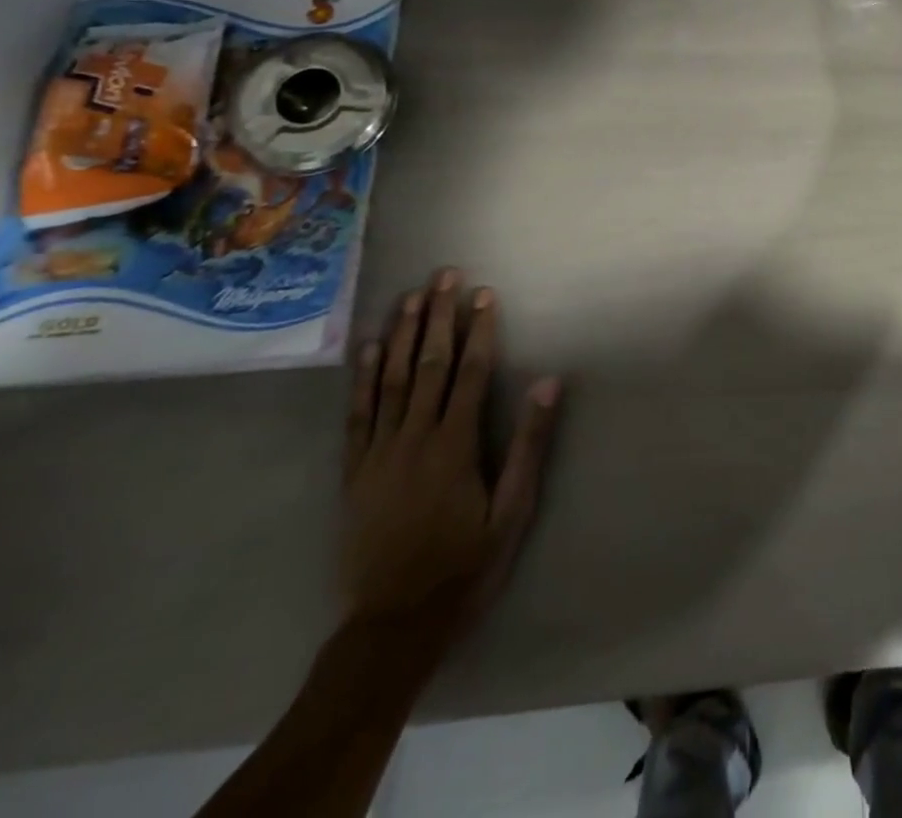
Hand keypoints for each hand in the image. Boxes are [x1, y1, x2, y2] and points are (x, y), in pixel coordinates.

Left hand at [341, 267, 561, 649]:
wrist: (393, 626)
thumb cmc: (465, 566)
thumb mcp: (512, 512)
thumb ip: (529, 445)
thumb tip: (547, 385)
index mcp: (455, 446)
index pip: (470, 373)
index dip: (480, 330)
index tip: (485, 294)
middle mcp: (414, 439)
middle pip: (429, 365)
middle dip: (439, 316)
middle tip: (445, 275)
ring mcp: (378, 454)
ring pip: (391, 380)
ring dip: (403, 334)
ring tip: (411, 296)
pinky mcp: (354, 472)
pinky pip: (358, 415)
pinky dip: (364, 378)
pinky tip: (370, 348)